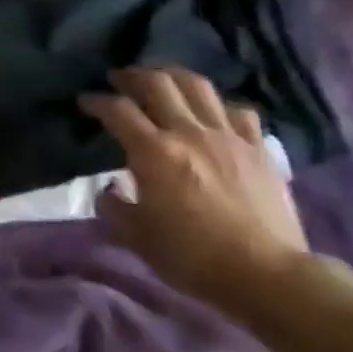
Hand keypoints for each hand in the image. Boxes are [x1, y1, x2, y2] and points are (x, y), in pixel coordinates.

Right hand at [80, 67, 309, 307]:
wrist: (266, 275)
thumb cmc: (192, 257)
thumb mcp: (136, 236)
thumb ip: (114, 206)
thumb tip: (109, 190)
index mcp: (153, 152)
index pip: (117, 110)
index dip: (96, 101)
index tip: (85, 102)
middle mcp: (188, 132)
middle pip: (157, 83)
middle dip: (132, 76)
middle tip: (120, 79)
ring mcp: (228, 137)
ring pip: (198, 86)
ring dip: (174, 77)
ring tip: (162, 81)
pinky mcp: (258, 149)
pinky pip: (238, 111)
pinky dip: (219, 106)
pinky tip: (212, 115)